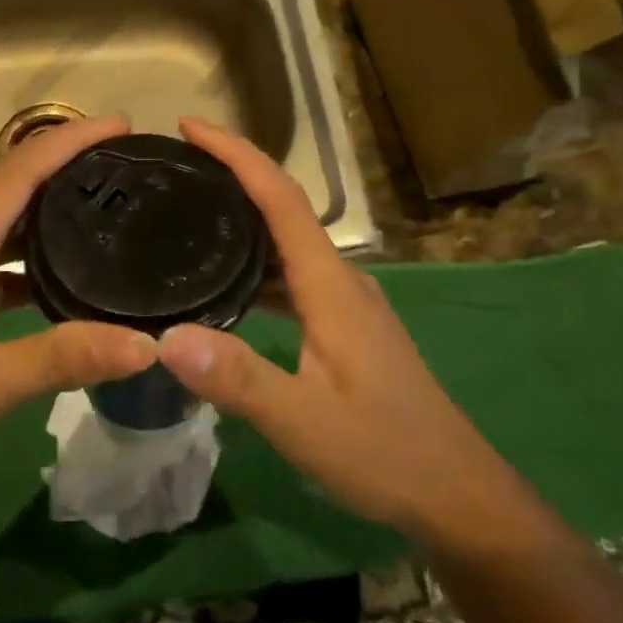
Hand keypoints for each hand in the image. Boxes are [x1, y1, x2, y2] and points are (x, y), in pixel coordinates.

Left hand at [0, 115, 157, 508]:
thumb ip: (62, 358)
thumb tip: (146, 344)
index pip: (22, 170)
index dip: (73, 139)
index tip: (125, 126)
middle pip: (12, 186)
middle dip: (68, 167)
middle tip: (130, 170)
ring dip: (47, 213)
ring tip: (106, 215)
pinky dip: (25, 261)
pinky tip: (56, 286)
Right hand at [156, 117, 507, 539]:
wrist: (457, 494)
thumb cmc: (386, 453)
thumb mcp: (305, 422)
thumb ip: (239, 379)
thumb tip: (165, 338)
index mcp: (331, 285)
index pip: (282, 198)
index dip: (238, 154)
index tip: (190, 127)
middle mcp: (340, 280)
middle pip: (284, 208)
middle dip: (233, 175)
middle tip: (175, 166)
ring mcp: (346, 304)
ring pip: (288, 244)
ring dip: (244, 218)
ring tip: (189, 212)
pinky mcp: (344, 328)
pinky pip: (292, 277)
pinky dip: (256, 264)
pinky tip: (226, 284)